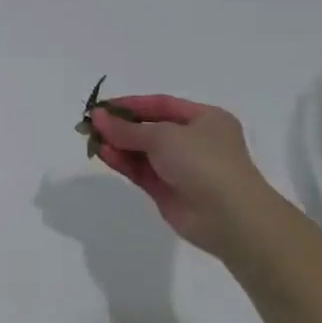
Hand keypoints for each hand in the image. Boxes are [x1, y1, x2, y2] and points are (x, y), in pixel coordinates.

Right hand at [88, 95, 273, 258]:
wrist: (230, 218)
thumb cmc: (204, 162)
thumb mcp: (164, 136)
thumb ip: (128, 129)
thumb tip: (97, 116)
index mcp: (205, 119)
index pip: (161, 105)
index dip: (131, 104)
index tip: (103, 106)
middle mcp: (194, 141)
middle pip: (150, 128)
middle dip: (121, 126)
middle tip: (91, 123)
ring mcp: (182, 168)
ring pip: (143, 151)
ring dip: (119, 144)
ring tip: (92, 139)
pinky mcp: (169, 192)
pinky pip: (141, 171)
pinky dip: (123, 162)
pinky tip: (104, 154)